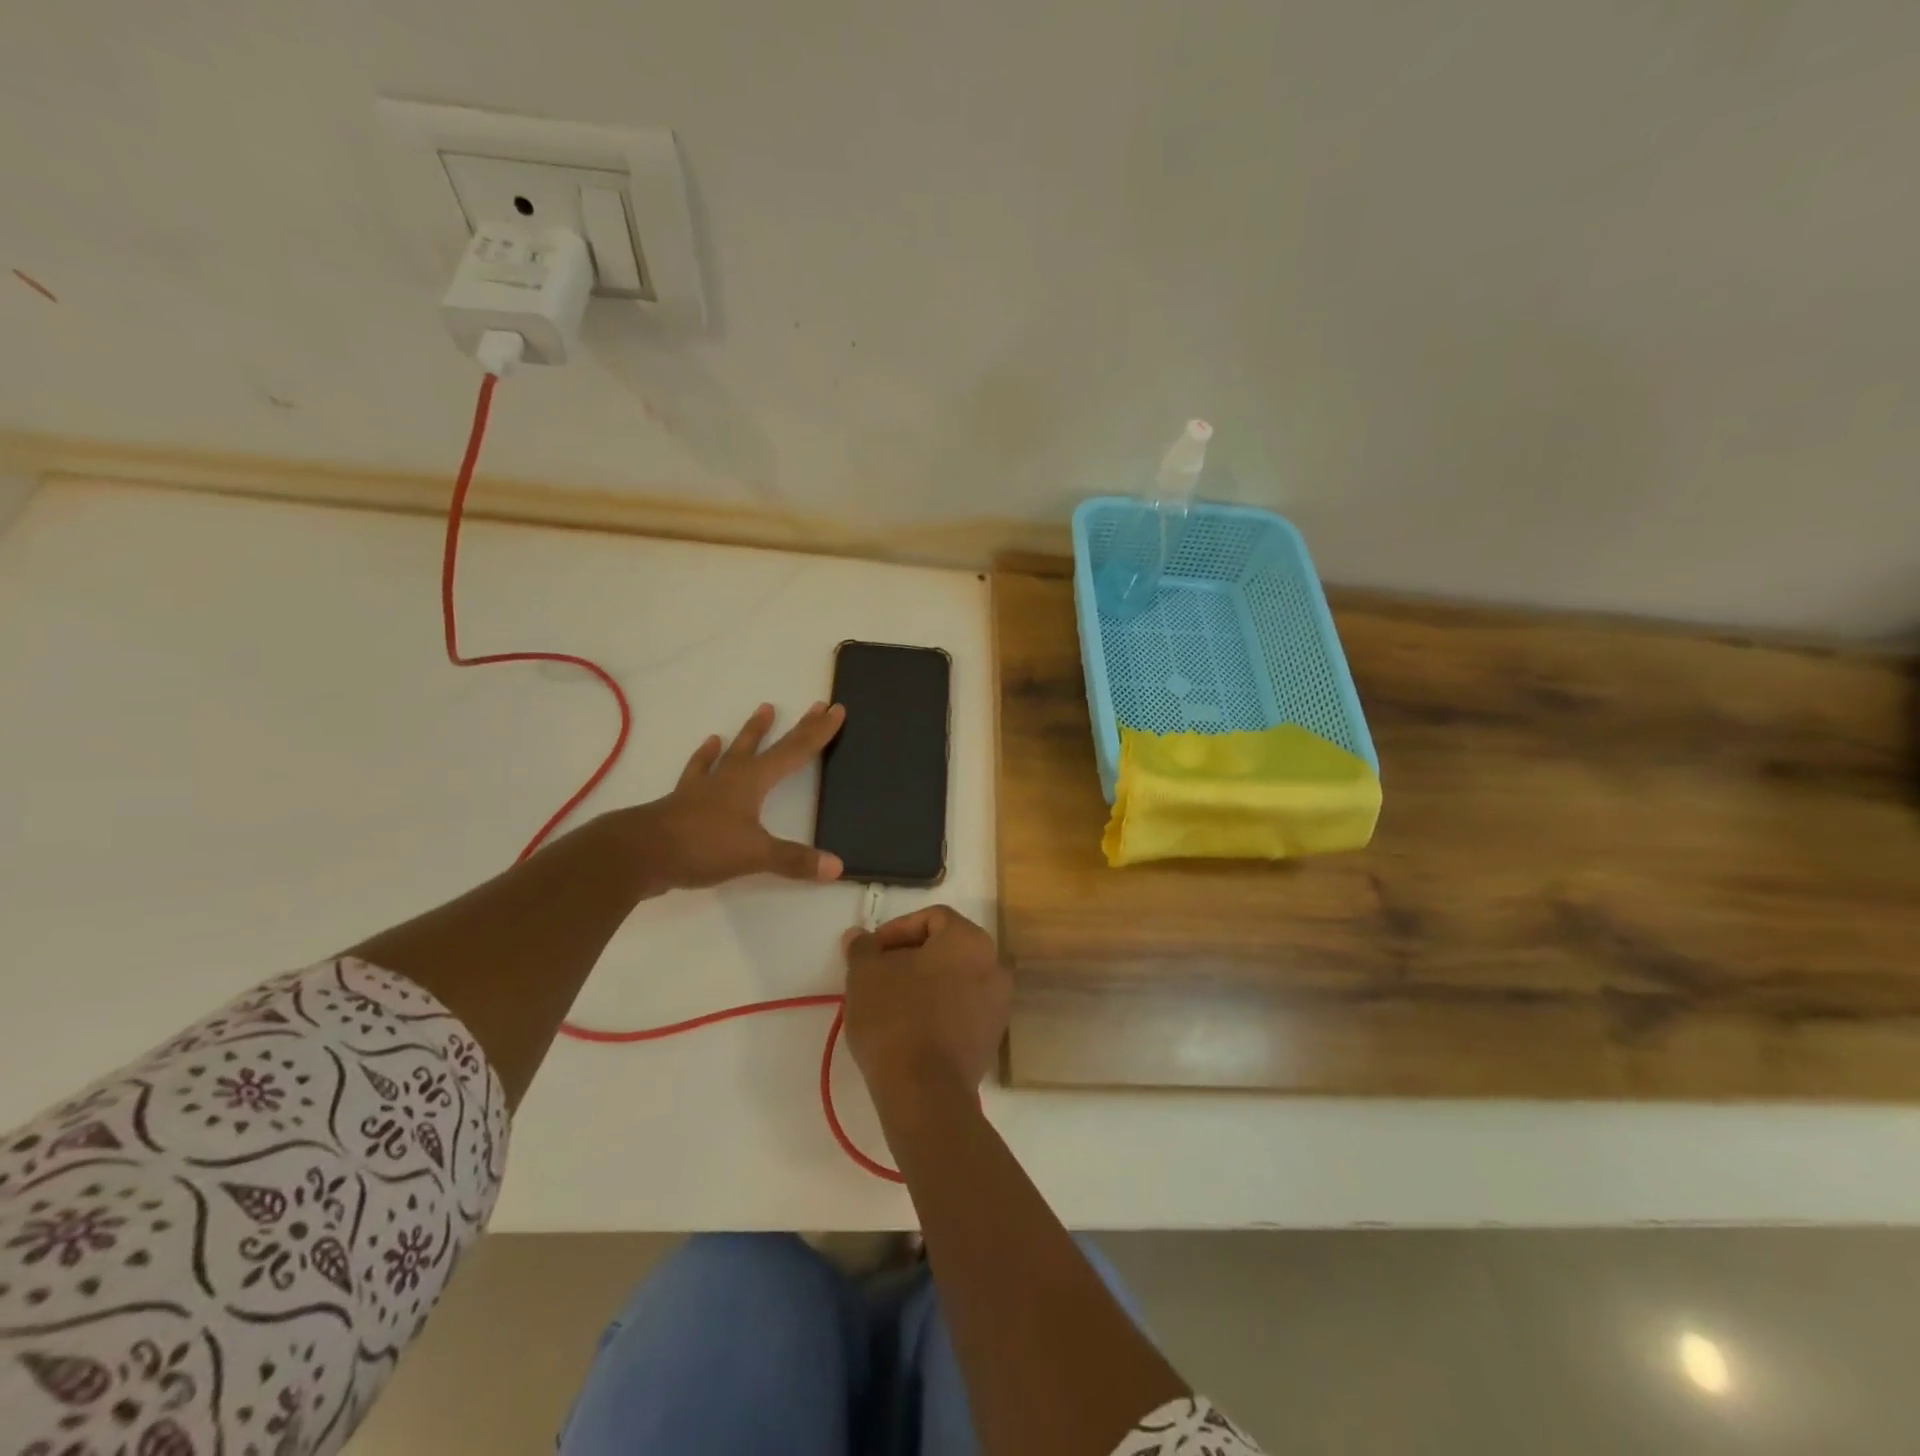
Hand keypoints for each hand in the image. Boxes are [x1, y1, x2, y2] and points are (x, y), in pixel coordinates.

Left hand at [627, 702, 845, 891]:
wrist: (638, 853)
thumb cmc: (702, 846)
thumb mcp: (755, 855)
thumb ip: (795, 860)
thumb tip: (837, 866)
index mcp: (752, 781)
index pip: (794, 751)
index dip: (817, 732)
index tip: (835, 709)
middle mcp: (731, 776)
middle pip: (770, 745)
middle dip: (796, 727)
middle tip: (814, 706)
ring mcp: (705, 786)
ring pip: (734, 752)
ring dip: (750, 733)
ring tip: (762, 711)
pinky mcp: (684, 801)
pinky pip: (700, 772)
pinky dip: (705, 759)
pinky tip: (708, 747)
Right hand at [842, 906, 1011, 1110]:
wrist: (925, 1092)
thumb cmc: (895, 1018)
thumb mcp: (865, 974)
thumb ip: (863, 947)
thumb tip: (859, 936)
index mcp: (969, 939)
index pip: (932, 918)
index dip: (897, 929)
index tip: (871, 952)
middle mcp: (994, 964)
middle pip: (946, 947)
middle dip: (908, 956)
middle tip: (877, 974)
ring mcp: (998, 1002)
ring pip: (954, 978)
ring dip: (923, 982)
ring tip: (889, 1002)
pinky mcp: (992, 1037)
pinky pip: (962, 1008)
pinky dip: (938, 1008)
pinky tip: (909, 1027)